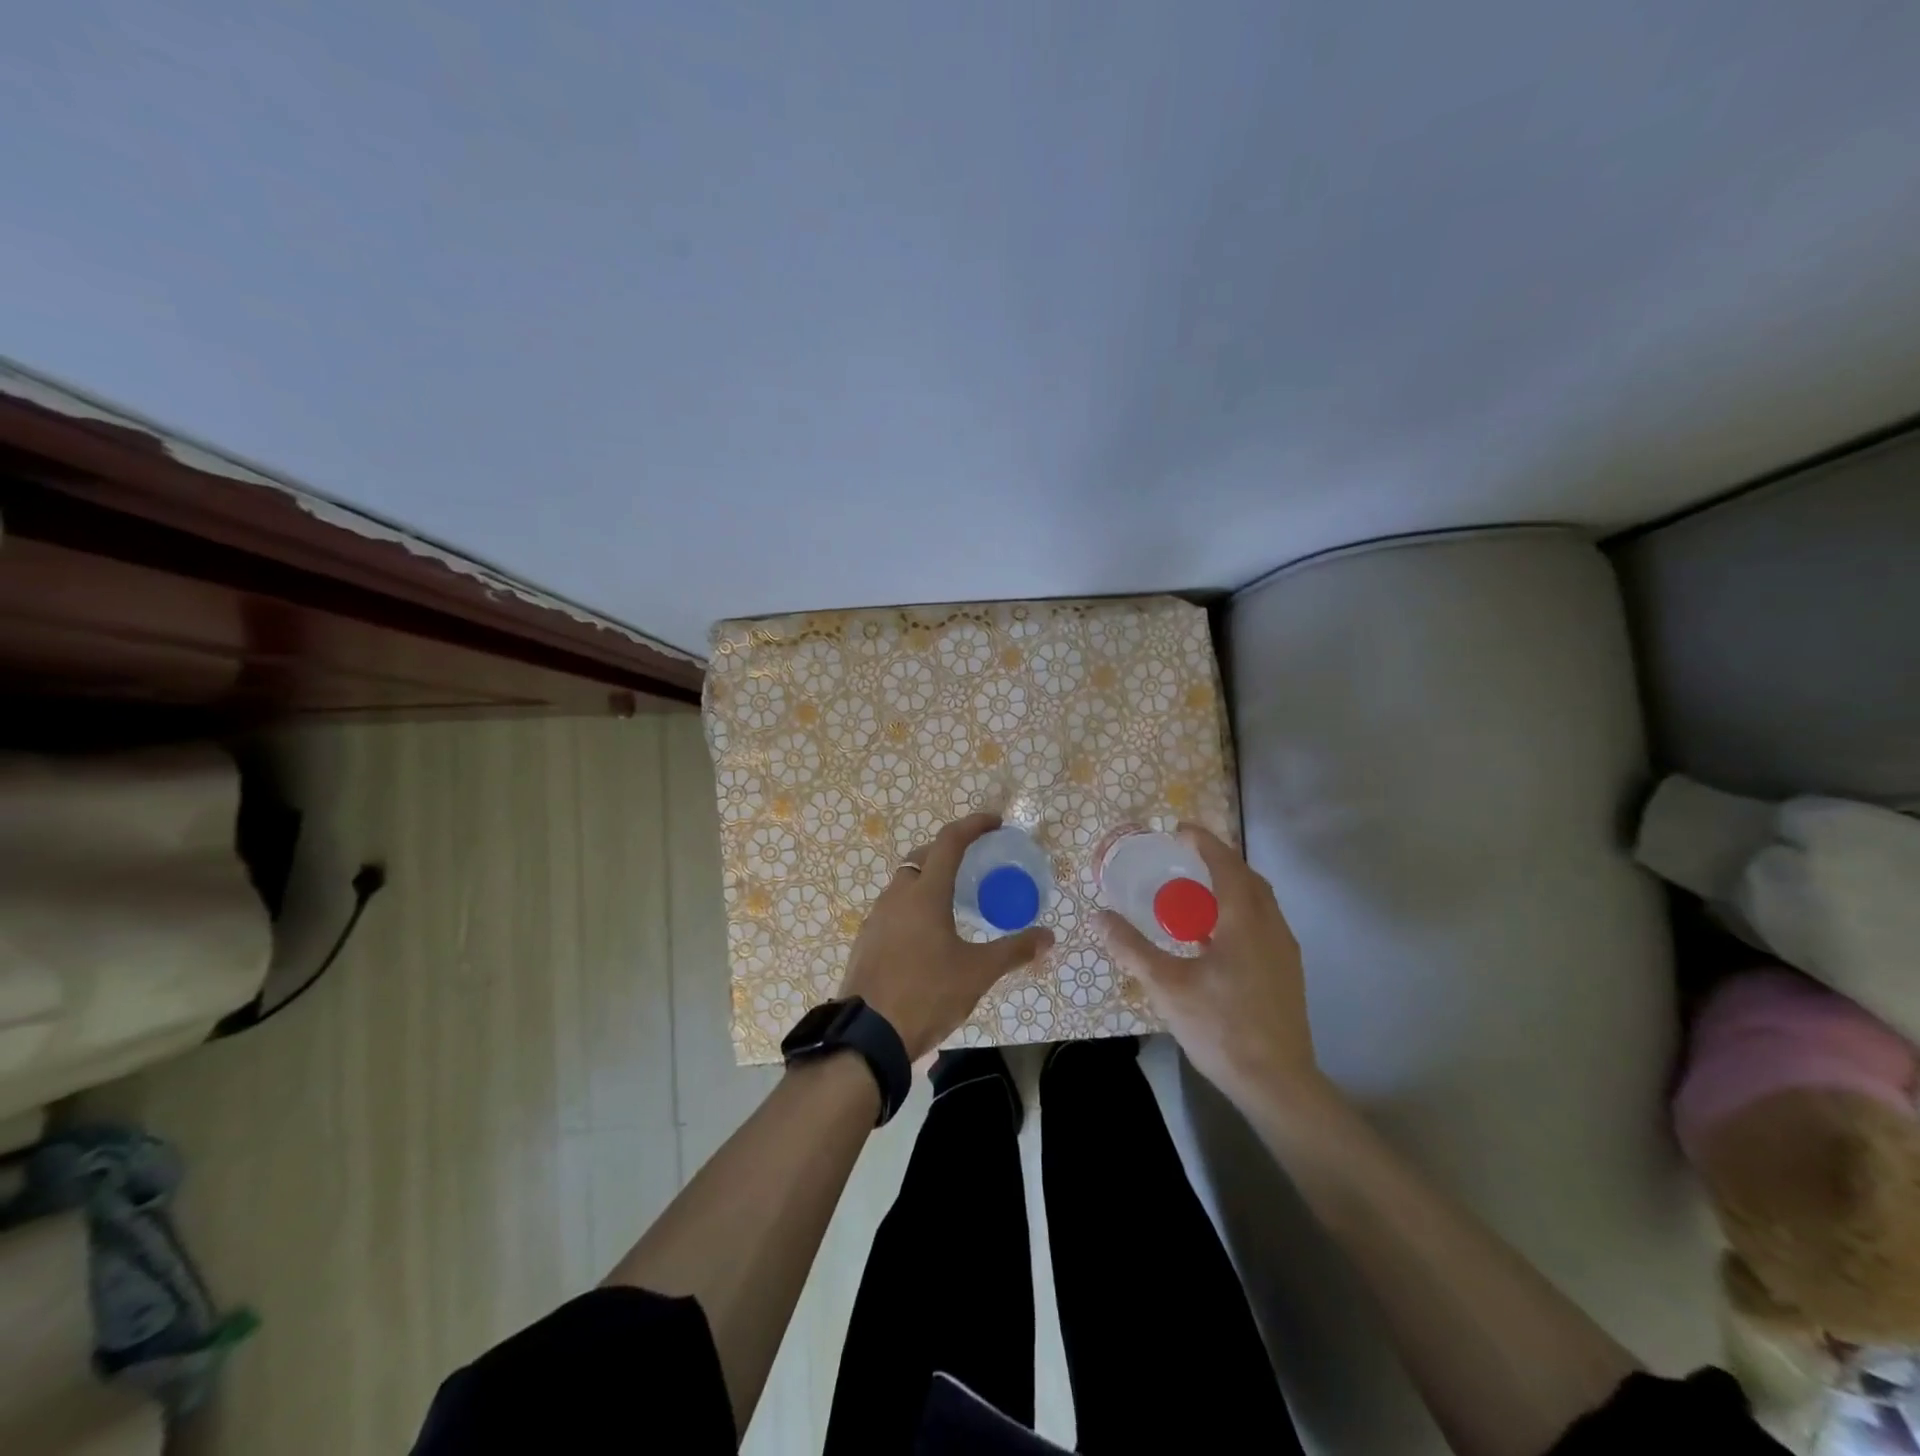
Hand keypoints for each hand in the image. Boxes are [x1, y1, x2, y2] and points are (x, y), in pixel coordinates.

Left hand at [839, 813, 1054, 1061]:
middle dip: (949, 852)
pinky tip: (927, 934)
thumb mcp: (977, 973)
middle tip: (975, 863)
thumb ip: (1013, 950)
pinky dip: (913, 906)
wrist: (868, 1035)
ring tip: (953, 900)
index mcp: (925, 893)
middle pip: (923, 858)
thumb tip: (1048, 937)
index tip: (995, 823)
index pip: (949, 841)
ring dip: (929, 879)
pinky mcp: (866, 940)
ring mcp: (876, 918)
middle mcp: (897, 896)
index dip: (973, 825)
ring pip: (904, 883)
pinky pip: (893, 908)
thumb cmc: (926, 994)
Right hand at [1095, 823, 1321, 1107]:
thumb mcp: (1166, 985)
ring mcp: (1285, 950)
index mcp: (1244, 920)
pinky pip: (1264, 923)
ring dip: (1231, 887)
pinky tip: (1216, 937)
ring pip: (1260, 902)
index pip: (1226, 865)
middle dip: (1219, 861)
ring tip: (1197, 894)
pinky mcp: (1287, 972)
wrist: (1276, 1082)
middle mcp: (1271, 926)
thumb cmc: (1220, 1027)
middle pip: (1248, 878)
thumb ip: (1131, 947)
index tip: (1180, 830)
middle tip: (1186, 858)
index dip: (1204, 843)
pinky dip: (1240, 911)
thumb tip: (1098, 917)